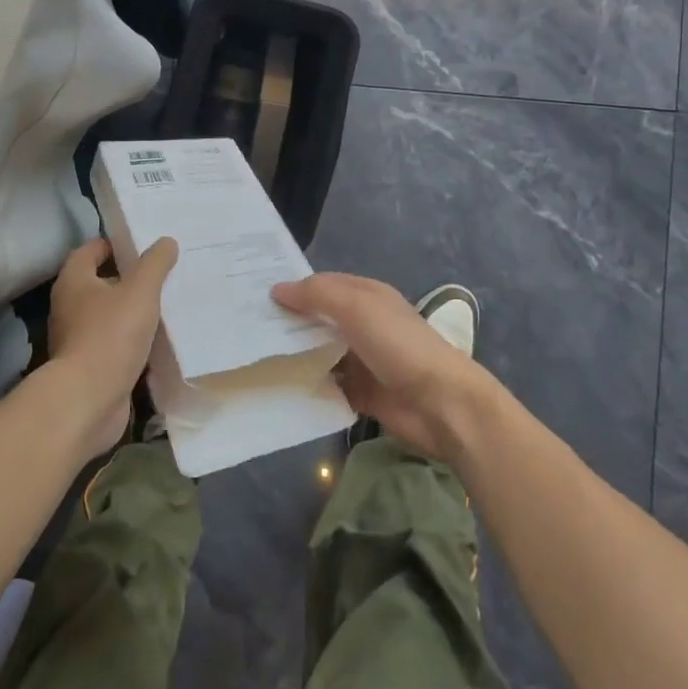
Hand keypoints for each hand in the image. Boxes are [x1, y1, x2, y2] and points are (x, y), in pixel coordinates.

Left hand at [44, 235, 178, 457]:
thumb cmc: (110, 335)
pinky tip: (159, 340)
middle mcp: (70, 308)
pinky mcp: (90, 368)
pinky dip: (133, 341)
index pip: (89, 251)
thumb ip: (154, 264)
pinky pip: (115, 345)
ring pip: (109, 316)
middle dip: (128, 278)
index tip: (141, 244)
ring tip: (166, 303)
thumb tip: (166, 241)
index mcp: (74, 282)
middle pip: (100, 283)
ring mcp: (78, 340)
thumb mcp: (140, 290)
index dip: (112, 244)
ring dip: (132, 311)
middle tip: (161, 272)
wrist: (89, 400)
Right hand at [272, 273, 496, 462]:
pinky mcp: (361, 393)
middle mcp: (363, 324)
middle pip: (318, 319)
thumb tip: (276, 289)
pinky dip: (309, 387)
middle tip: (246, 327)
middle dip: (289, 322)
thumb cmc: (399, 345)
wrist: (441, 404)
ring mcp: (363, 360)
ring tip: (255, 358)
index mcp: (367, 296)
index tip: (255, 294)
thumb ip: (317, 294)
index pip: (322, 284)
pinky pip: (328, 386)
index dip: (293, 287)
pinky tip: (280, 388)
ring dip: (296, 356)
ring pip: (320, 353)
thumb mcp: (357, 307)